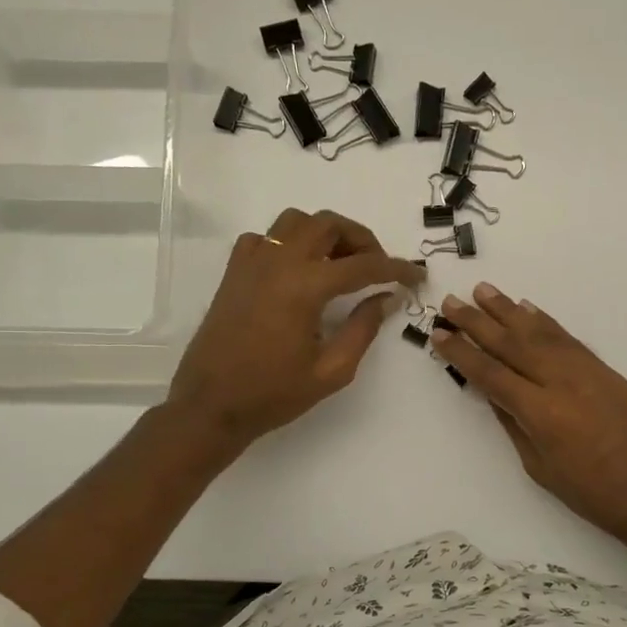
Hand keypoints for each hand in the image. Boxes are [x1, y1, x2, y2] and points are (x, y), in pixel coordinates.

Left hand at [168, 208, 423, 448]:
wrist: (210, 405)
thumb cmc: (273, 394)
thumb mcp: (331, 370)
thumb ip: (362, 329)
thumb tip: (385, 299)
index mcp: (304, 287)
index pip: (362, 265)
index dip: (396, 269)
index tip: (416, 276)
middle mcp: (278, 262)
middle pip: (328, 224)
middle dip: (361, 239)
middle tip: (377, 267)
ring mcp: (251, 262)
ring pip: (296, 221)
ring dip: (325, 233)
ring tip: (339, 264)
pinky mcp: (234, 272)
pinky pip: (266, 238)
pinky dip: (290, 244)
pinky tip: (298, 271)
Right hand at [431, 283, 626, 548]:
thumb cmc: (590, 492)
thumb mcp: (539, 467)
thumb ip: (515, 425)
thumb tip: (494, 394)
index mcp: (540, 412)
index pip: (491, 374)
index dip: (463, 353)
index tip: (439, 334)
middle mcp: (561, 382)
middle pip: (511, 344)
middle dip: (478, 322)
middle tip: (451, 301)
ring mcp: (586, 371)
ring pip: (540, 332)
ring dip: (508, 310)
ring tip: (483, 291)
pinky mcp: (604, 369)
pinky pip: (568, 338)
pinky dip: (545, 322)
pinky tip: (528, 308)